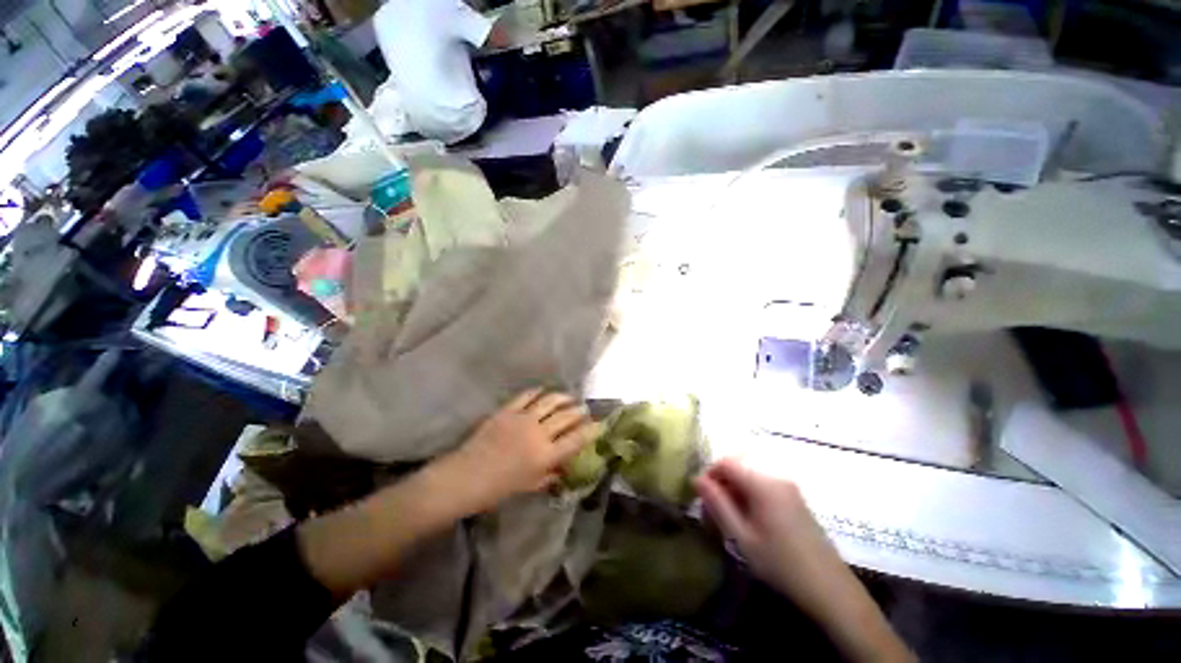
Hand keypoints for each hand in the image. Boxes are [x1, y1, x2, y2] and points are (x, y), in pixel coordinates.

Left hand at [433, 389, 598, 515]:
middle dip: (580, 411)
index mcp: (545, 456)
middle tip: (585, 410)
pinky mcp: (507, 410)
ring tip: (570, 397)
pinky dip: (538, 392)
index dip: (592, 430)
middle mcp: (539, 434)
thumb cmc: (497, 489)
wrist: (464, 478)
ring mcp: (523, 419)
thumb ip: (550, 476)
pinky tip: (543, 391)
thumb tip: (564, 469)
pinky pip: (527, 396)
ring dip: (564, 397)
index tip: (600, 424)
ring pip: (550, 401)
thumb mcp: (529, 487)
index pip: (576, 439)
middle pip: (566, 416)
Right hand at [696, 459, 914, 662]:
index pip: (725, 462)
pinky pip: (763, 485)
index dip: (709, 475)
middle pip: (738, 467)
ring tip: (730, 518)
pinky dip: (749, 495)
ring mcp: (788, 486)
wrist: (830, 589)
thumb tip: (696, 479)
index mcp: (762, 483)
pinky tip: (750, 521)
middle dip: (721, 483)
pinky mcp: (795, 498)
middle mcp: (776, 477)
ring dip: (734, 490)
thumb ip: (717, 504)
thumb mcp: (742, 537)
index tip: (702, 498)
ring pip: (750, 476)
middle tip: (714, 510)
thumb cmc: (781, 564)